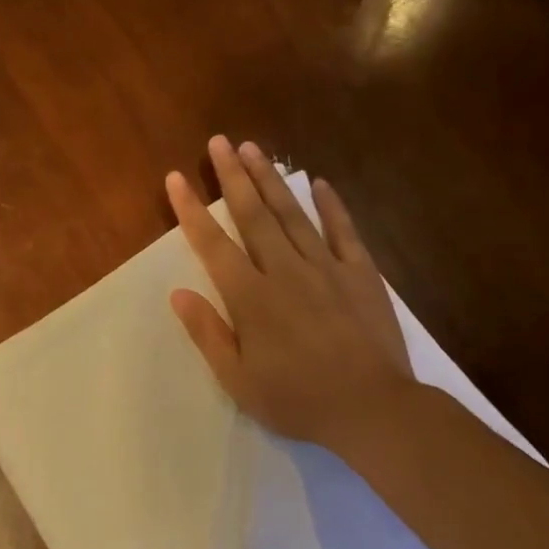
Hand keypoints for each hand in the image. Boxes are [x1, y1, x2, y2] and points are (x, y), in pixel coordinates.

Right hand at [166, 136, 414, 450]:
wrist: (371, 407)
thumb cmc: (297, 400)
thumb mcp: (238, 380)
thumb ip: (208, 333)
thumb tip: (179, 293)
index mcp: (251, 298)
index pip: (213, 245)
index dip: (191, 210)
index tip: (176, 178)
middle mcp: (285, 271)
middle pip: (253, 215)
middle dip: (233, 176)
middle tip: (220, 141)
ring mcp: (326, 268)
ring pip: (293, 214)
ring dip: (271, 179)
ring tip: (255, 148)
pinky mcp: (361, 273)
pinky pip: (343, 230)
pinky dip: (330, 204)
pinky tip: (318, 182)